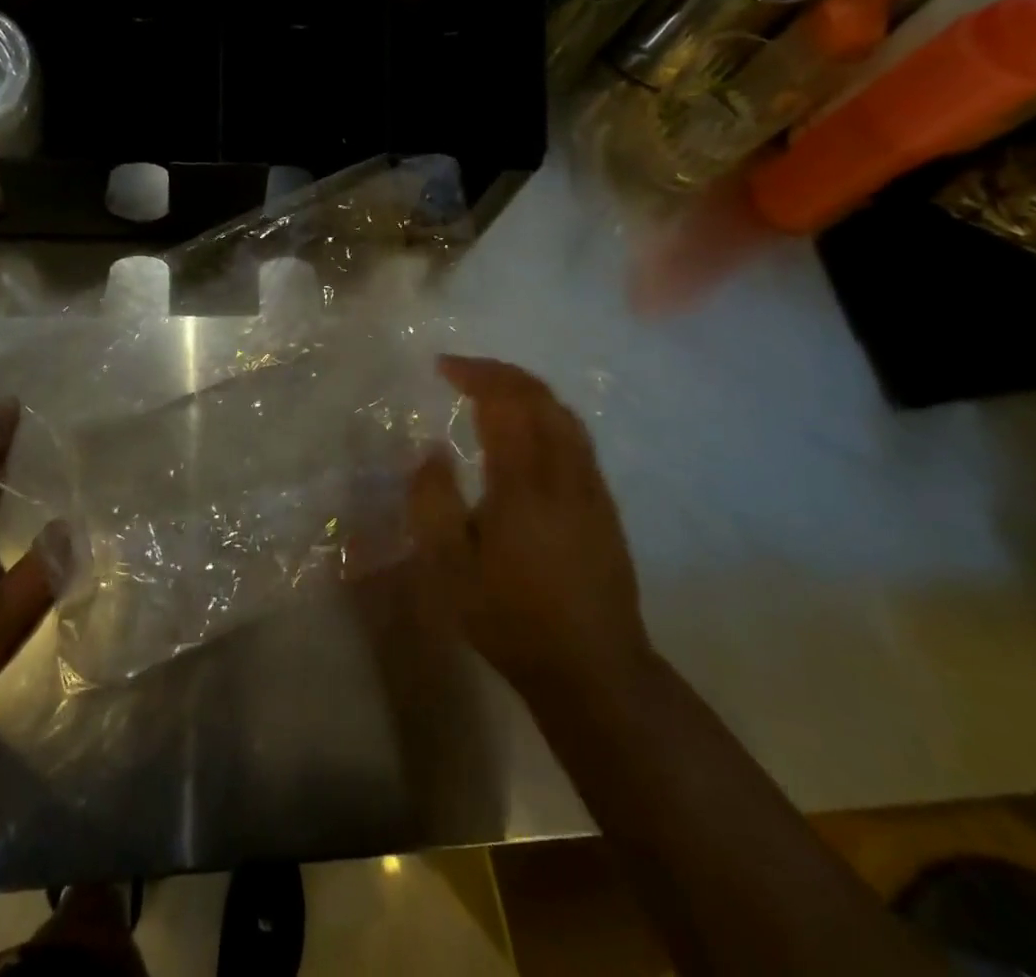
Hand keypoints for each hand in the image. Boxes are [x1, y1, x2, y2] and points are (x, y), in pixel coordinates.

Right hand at [407, 355, 648, 705]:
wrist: (594, 668)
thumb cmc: (512, 619)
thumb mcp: (450, 569)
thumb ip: (432, 503)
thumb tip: (431, 451)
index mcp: (524, 482)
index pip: (504, 402)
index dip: (474, 374)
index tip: (443, 366)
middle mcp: (564, 471)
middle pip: (539, 396)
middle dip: (499, 373)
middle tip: (462, 371)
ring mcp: (591, 485)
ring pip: (563, 413)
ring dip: (525, 390)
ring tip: (492, 392)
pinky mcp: (604, 503)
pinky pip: (575, 435)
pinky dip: (546, 413)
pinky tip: (528, 431)